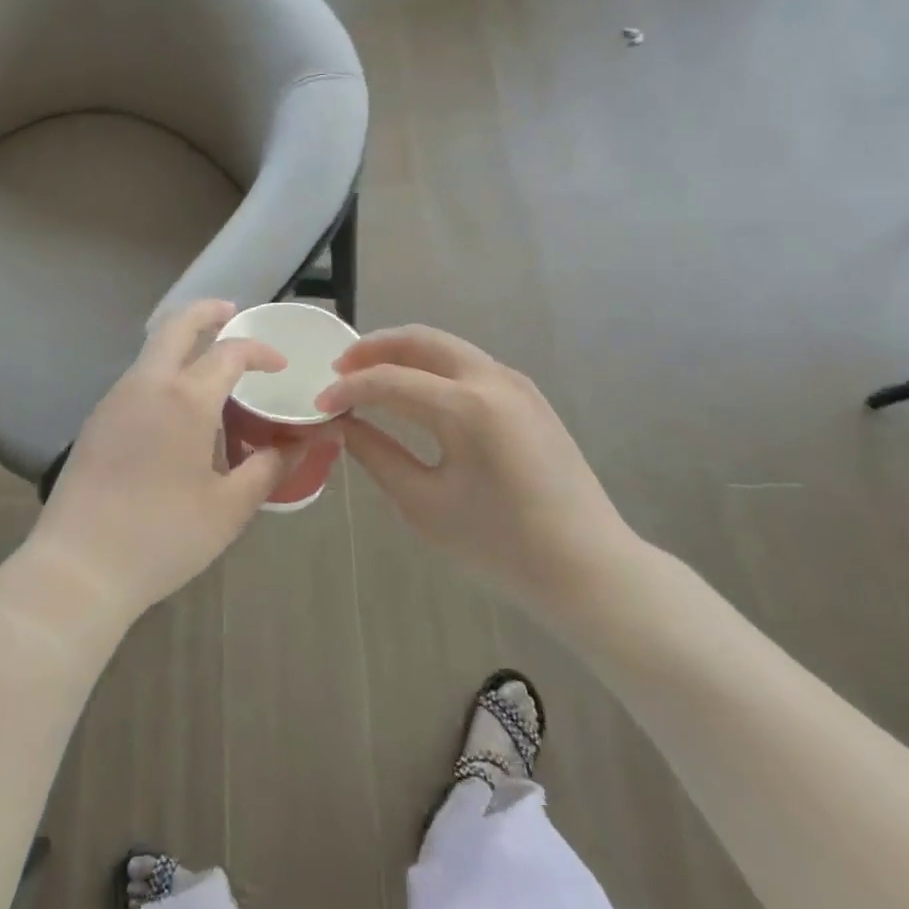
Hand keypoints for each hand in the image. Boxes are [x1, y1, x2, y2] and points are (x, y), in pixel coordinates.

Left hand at [21, 300, 337, 630]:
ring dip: (182, 341)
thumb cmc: (163, 537)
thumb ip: (267, 468)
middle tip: (233, 312)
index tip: (280, 365)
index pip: (229, 352)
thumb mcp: (228, 508)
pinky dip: (164, 369)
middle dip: (207, 311)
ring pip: (152, 349)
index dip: (260, 351)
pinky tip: (177, 405)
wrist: (79, 566)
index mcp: (185, 399)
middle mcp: (147, 384)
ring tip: (210, 361)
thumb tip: (298, 444)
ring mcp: (115, 399)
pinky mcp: (97, 419)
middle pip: (176, 325)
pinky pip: (138, 377)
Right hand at [317, 326, 644, 623]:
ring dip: (402, 353)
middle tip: (338, 371)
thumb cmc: (500, 545)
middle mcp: (492, 379)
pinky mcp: (527, 395)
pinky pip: (467, 363)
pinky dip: (431, 366)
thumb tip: (341, 424)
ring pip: (445, 346)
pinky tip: (413, 392)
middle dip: (372, 349)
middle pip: (419, 340)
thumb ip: (375, 454)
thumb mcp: (423, 503)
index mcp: (466, 408)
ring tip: (368, 377)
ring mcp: (515, 382)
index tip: (318, 406)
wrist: (589, 568)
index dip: (347, 390)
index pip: (388, 380)